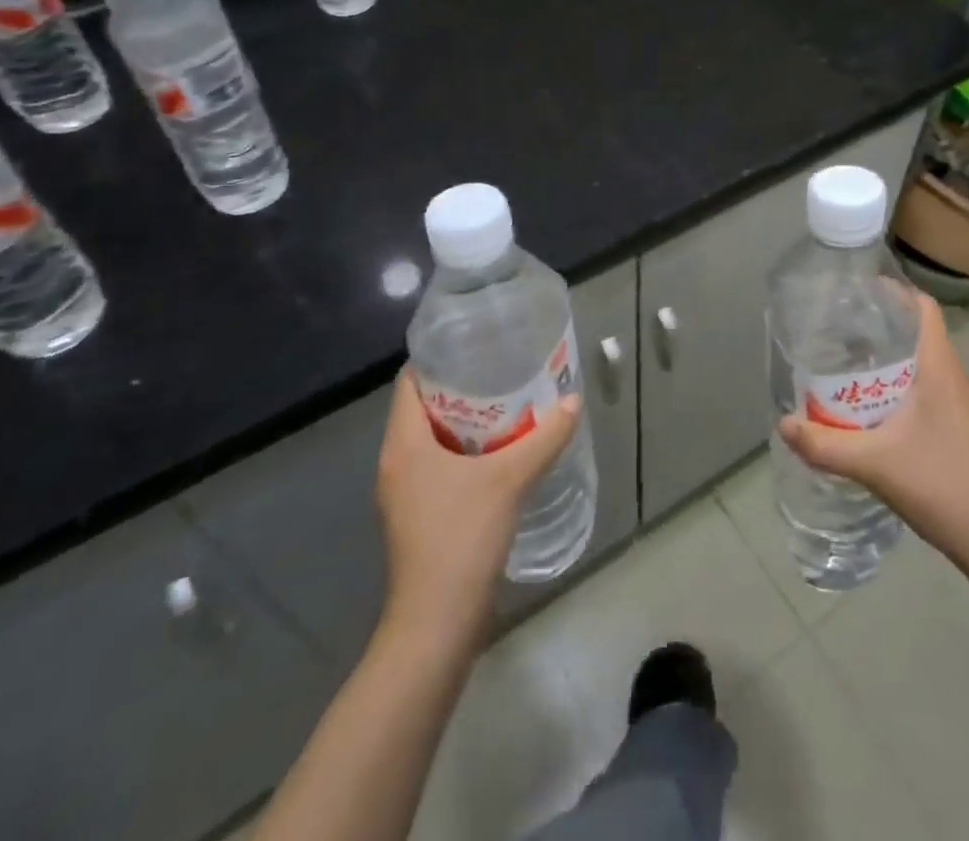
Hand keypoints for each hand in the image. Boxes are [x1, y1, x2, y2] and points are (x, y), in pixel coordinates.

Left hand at [375, 369, 581, 639]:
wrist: (437, 624)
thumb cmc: (462, 538)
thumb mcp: (510, 479)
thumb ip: (544, 437)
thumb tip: (573, 401)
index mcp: (403, 445)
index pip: (409, 383)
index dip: (438, 359)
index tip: (476, 345)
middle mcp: (396, 463)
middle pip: (423, 409)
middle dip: (461, 388)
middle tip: (502, 370)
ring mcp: (405, 494)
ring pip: (433, 440)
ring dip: (466, 423)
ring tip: (509, 404)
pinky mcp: (419, 517)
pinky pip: (440, 467)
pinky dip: (466, 453)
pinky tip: (501, 453)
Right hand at [777, 293, 968, 572]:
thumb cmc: (941, 484)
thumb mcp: (874, 463)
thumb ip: (824, 444)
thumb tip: (782, 423)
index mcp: (940, 367)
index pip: (923, 308)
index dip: (894, 291)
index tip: (857, 291)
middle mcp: (955, 376)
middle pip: (918, 333)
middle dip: (880, 326)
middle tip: (837, 330)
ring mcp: (963, 404)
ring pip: (922, 364)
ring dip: (889, 360)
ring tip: (848, 366)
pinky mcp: (963, 427)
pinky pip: (928, 389)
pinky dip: (900, 386)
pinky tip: (874, 409)